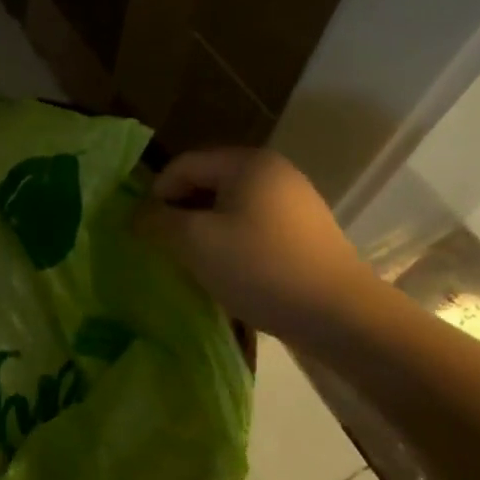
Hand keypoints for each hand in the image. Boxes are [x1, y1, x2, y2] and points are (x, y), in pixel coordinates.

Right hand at [136, 148, 373, 342]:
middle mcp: (274, 172)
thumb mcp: (195, 242)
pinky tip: (232, 274)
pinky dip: (235, 244)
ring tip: (196, 264)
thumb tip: (135, 214)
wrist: (343, 317)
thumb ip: (158, 221)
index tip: (147, 231)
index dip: (158, 194)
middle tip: (167, 248)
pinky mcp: (308, 234)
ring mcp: (296, 202)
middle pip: (209, 183)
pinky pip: (256, 227)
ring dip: (207, 231)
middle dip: (182, 212)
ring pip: (232, 208)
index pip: (184, 164)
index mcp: (247, 162)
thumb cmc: (261, 267)